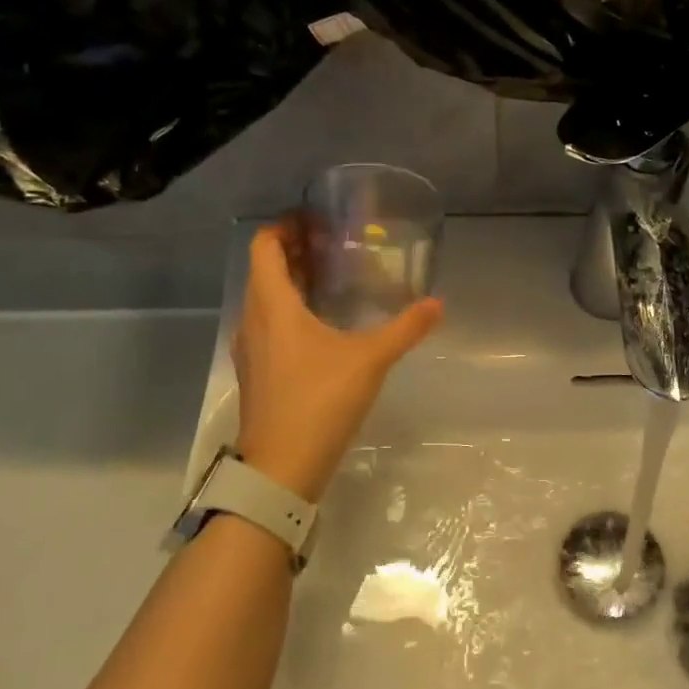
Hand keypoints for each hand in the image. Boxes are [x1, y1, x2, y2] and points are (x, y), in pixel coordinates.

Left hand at [233, 225, 442, 502]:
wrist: (281, 468)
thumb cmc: (320, 401)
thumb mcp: (369, 360)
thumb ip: (405, 328)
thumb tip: (437, 304)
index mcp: (272, 304)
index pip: (264, 246)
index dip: (286, 226)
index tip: (316, 221)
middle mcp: (252, 319)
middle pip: (264, 270)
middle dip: (294, 253)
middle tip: (333, 247)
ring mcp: (250, 349)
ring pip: (264, 300)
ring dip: (290, 284)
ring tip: (331, 282)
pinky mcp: (256, 373)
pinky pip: (267, 326)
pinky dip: (288, 312)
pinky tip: (321, 329)